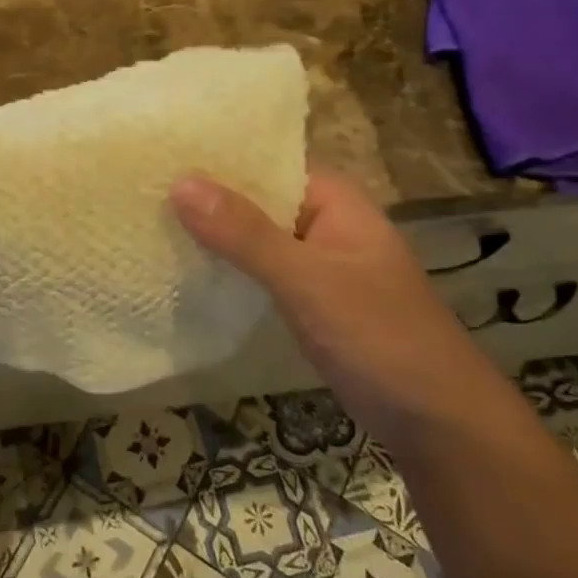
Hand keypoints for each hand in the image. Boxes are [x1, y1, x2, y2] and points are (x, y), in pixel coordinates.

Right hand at [171, 167, 492, 443]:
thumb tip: (179, 181)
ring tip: (147, 221)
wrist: (440, 424)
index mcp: (334, 200)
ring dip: (213, 234)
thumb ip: (244, 234)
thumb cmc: (379, 337)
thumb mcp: (307, 280)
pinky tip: (185, 269)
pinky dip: (228, 267)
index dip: (214, 156)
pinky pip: (259, 270)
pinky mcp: (309, 300)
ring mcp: (317, 263)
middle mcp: (324, 222)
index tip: (156, 153)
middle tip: (138, 189)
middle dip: (205, 196)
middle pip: (255, 198)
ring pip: (254, 237)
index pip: (264, 161)